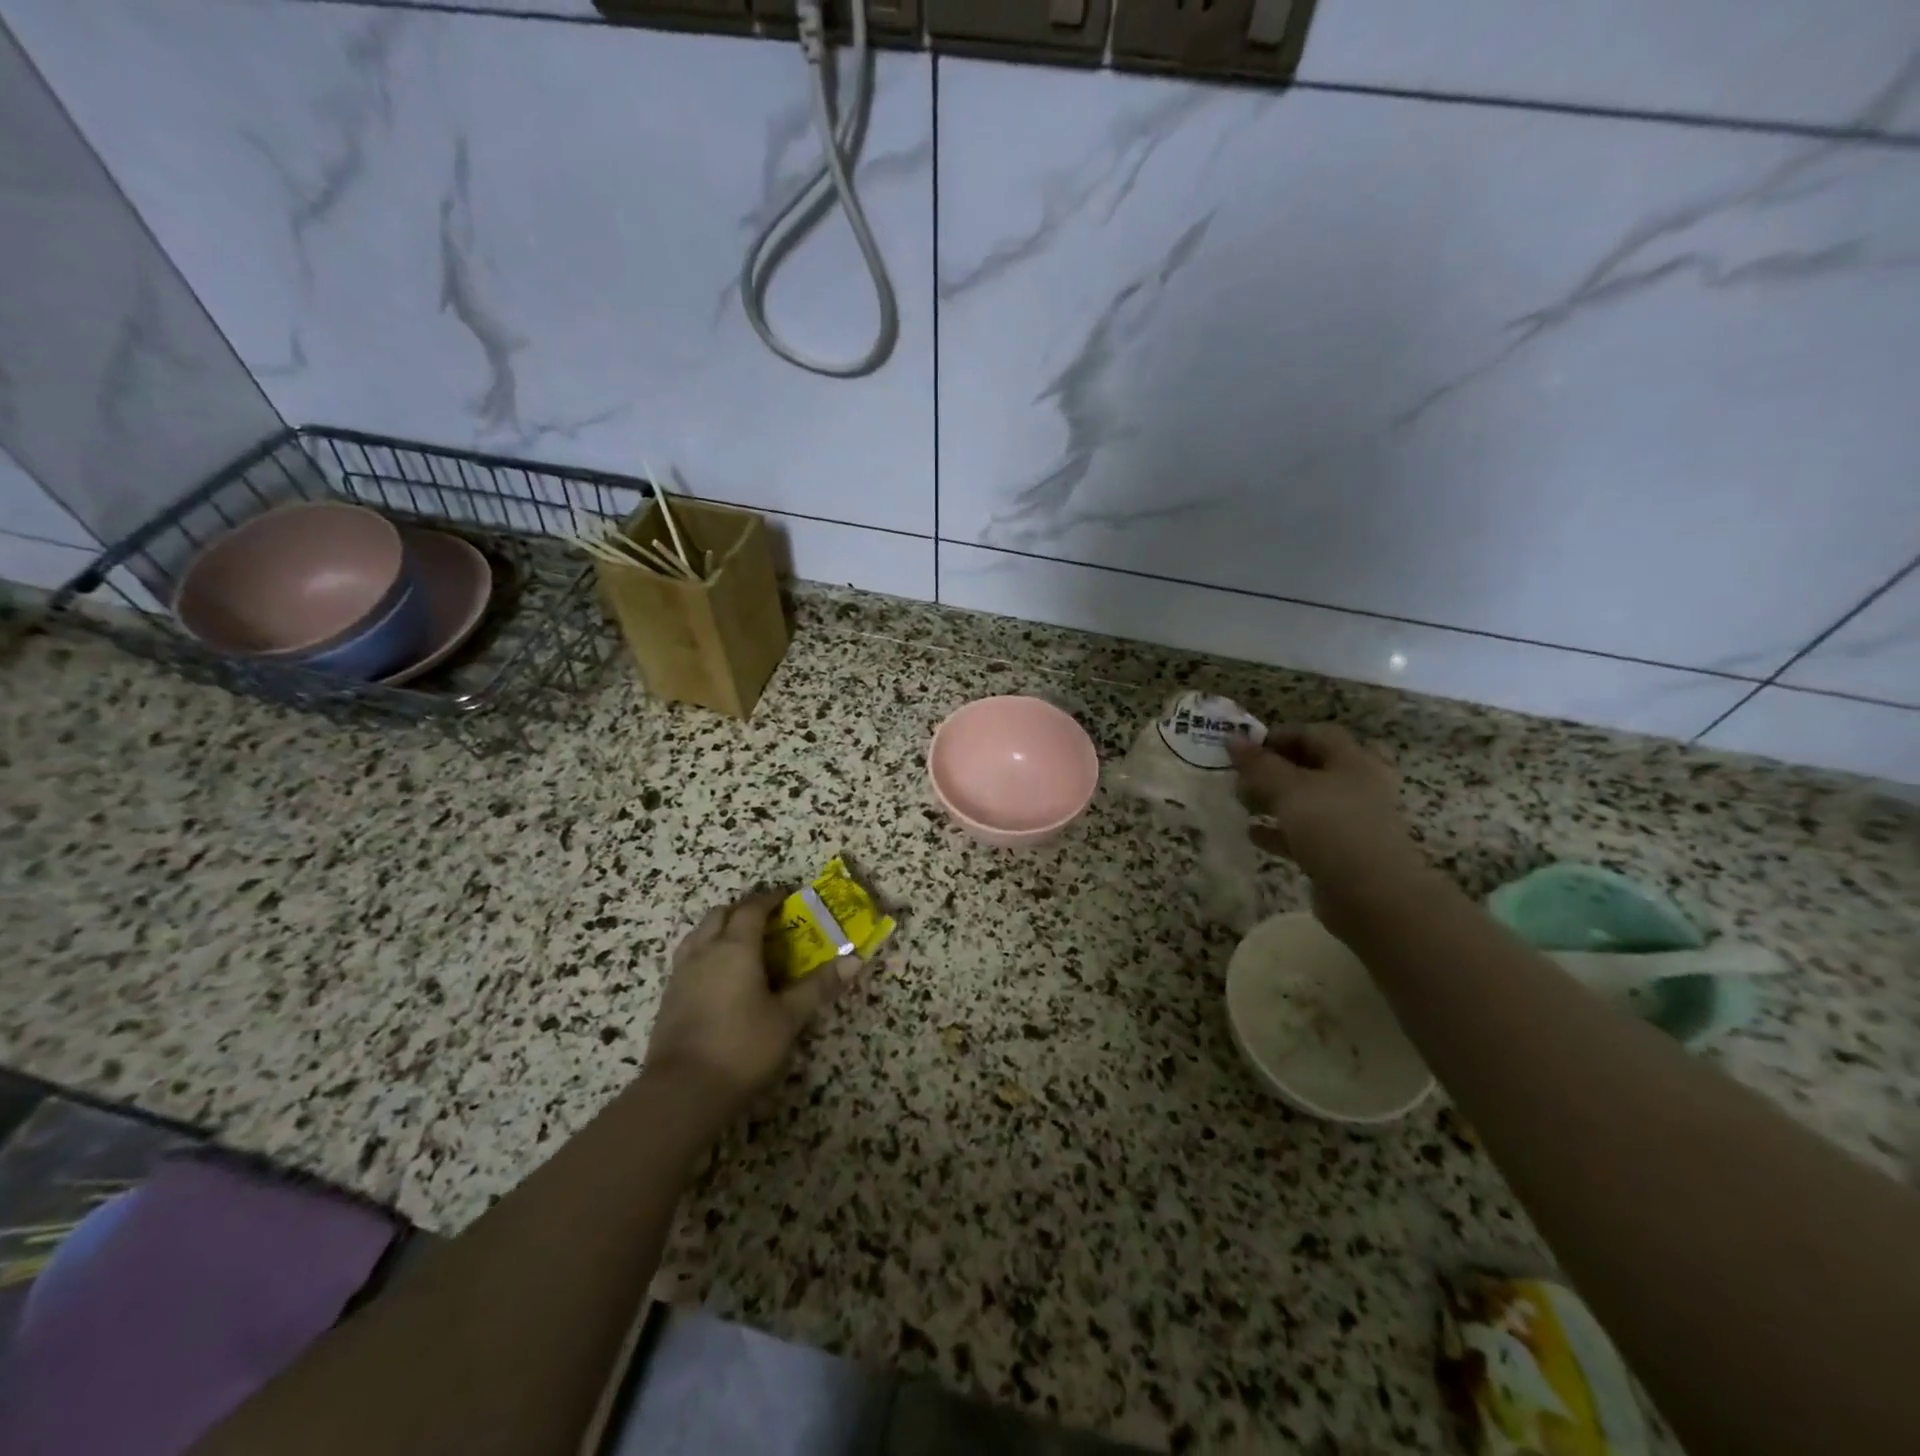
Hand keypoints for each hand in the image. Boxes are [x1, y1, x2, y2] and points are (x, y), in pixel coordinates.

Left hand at [643, 891, 856, 1113]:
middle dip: (744, 909)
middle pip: (721, 914)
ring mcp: (682, 972)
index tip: (788, 897)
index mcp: (736, 947)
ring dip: (720, 927)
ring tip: (740, 941)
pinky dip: (705, 950)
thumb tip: (854, 960)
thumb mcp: (788, 1017)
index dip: (771, 899)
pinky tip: (717, 974)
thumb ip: (818, 986)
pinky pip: (688, 956)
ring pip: (699, 932)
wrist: (682, 1090)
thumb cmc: (743, 1046)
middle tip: (767, 919)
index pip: (752, 908)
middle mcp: (705, 950)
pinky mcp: (669, 996)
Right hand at [1228, 724, 1427, 919]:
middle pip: (1313, 767)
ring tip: (1242, 802)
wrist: (1374, 897)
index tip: (1245, 746)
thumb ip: (1259, 765)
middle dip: (1275, 769)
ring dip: (1274, 800)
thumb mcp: (1290, 790)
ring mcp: (1351, 822)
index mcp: (1354, 761)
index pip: (1316, 734)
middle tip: (1242, 774)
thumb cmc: (1335, 829)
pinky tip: (1252, 833)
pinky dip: (1279, 831)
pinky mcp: (1341, 853)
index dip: (1280, 735)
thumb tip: (1231, 737)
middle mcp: (1358, 787)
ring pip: (1308, 802)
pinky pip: (1304, 834)